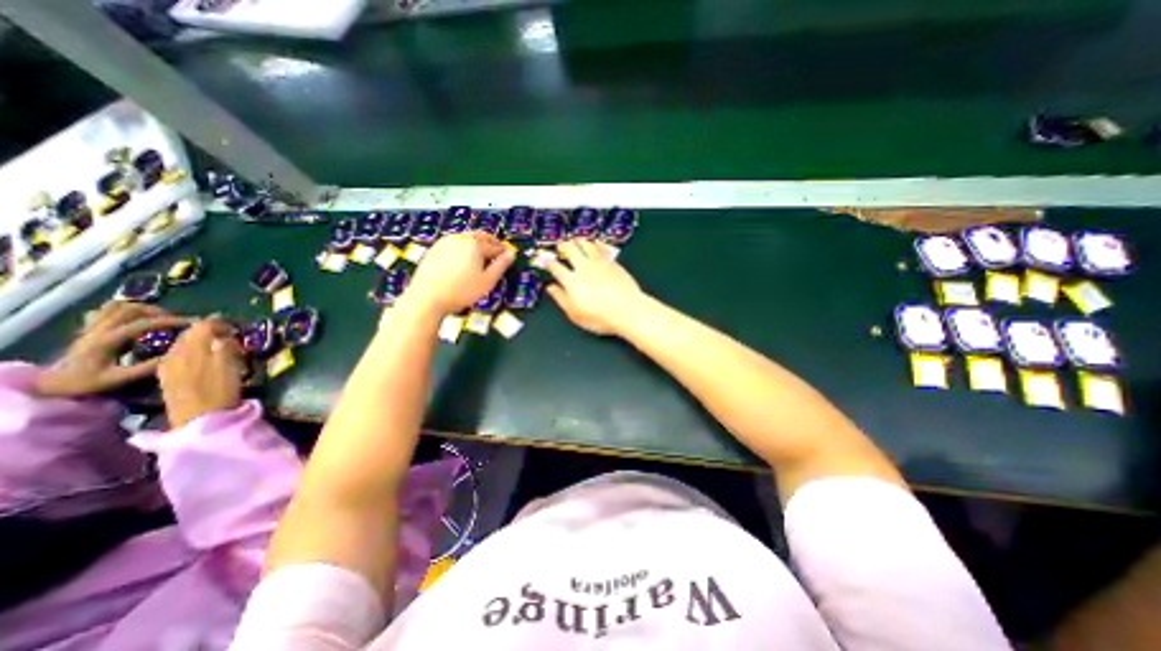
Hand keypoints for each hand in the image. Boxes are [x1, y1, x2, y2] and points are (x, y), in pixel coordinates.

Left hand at [33, 300, 190, 395]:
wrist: (49, 385)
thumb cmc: (85, 383)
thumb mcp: (119, 379)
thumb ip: (148, 367)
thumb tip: (178, 355)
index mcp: (107, 340)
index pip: (145, 323)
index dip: (173, 321)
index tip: (195, 324)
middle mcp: (99, 329)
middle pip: (132, 309)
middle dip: (160, 312)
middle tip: (178, 322)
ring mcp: (91, 327)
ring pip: (119, 306)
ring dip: (144, 309)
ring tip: (160, 319)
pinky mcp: (89, 328)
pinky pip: (107, 310)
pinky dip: (126, 310)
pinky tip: (137, 319)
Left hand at [159, 318, 247, 429]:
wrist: (199, 421)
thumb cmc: (220, 392)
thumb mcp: (230, 366)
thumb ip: (225, 348)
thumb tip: (225, 335)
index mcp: (191, 349)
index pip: (203, 325)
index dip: (220, 323)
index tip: (235, 327)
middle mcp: (175, 354)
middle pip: (189, 333)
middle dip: (207, 330)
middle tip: (227, 334)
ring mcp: (168, 367)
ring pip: (181, 344)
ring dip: (198, 341)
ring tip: (215, 345)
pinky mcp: (167, 378)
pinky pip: (176, 356)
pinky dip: (189, 351)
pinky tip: (199, 358)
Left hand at [407, 231, 516, 313]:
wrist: (427, 297)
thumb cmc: (461, 291)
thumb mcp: (487, 281)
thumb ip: (501, 266)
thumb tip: (511, 254)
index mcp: (475, 245)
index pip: (495, 246)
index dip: (503, 252)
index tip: (507, 259)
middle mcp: (461, 238)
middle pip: (481, 236)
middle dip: (490, 244)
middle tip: (495, 256)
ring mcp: (445, 242)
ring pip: (466, 238)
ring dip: (476, 245)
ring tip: (480, 259)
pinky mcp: (435, 249)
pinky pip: (454, 244)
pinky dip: (462, 249)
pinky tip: (462, 262)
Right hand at [546, 240, 642, 334]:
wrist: (628, 310)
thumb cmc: (600, 317)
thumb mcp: (575, 314)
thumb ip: (561, 299)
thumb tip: (551, 288)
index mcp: (571, 281)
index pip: (555, 267)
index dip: (548, 262)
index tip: (545, 260)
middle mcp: (583, 267)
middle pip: (570, 249)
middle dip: (563, 246)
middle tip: (561, 246)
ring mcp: (599, 262)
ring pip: (585, 244)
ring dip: (578, 241)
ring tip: (575, 241)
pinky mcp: (612, 262)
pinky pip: (601, 247)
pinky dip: (595, 243)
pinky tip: (595, 243)